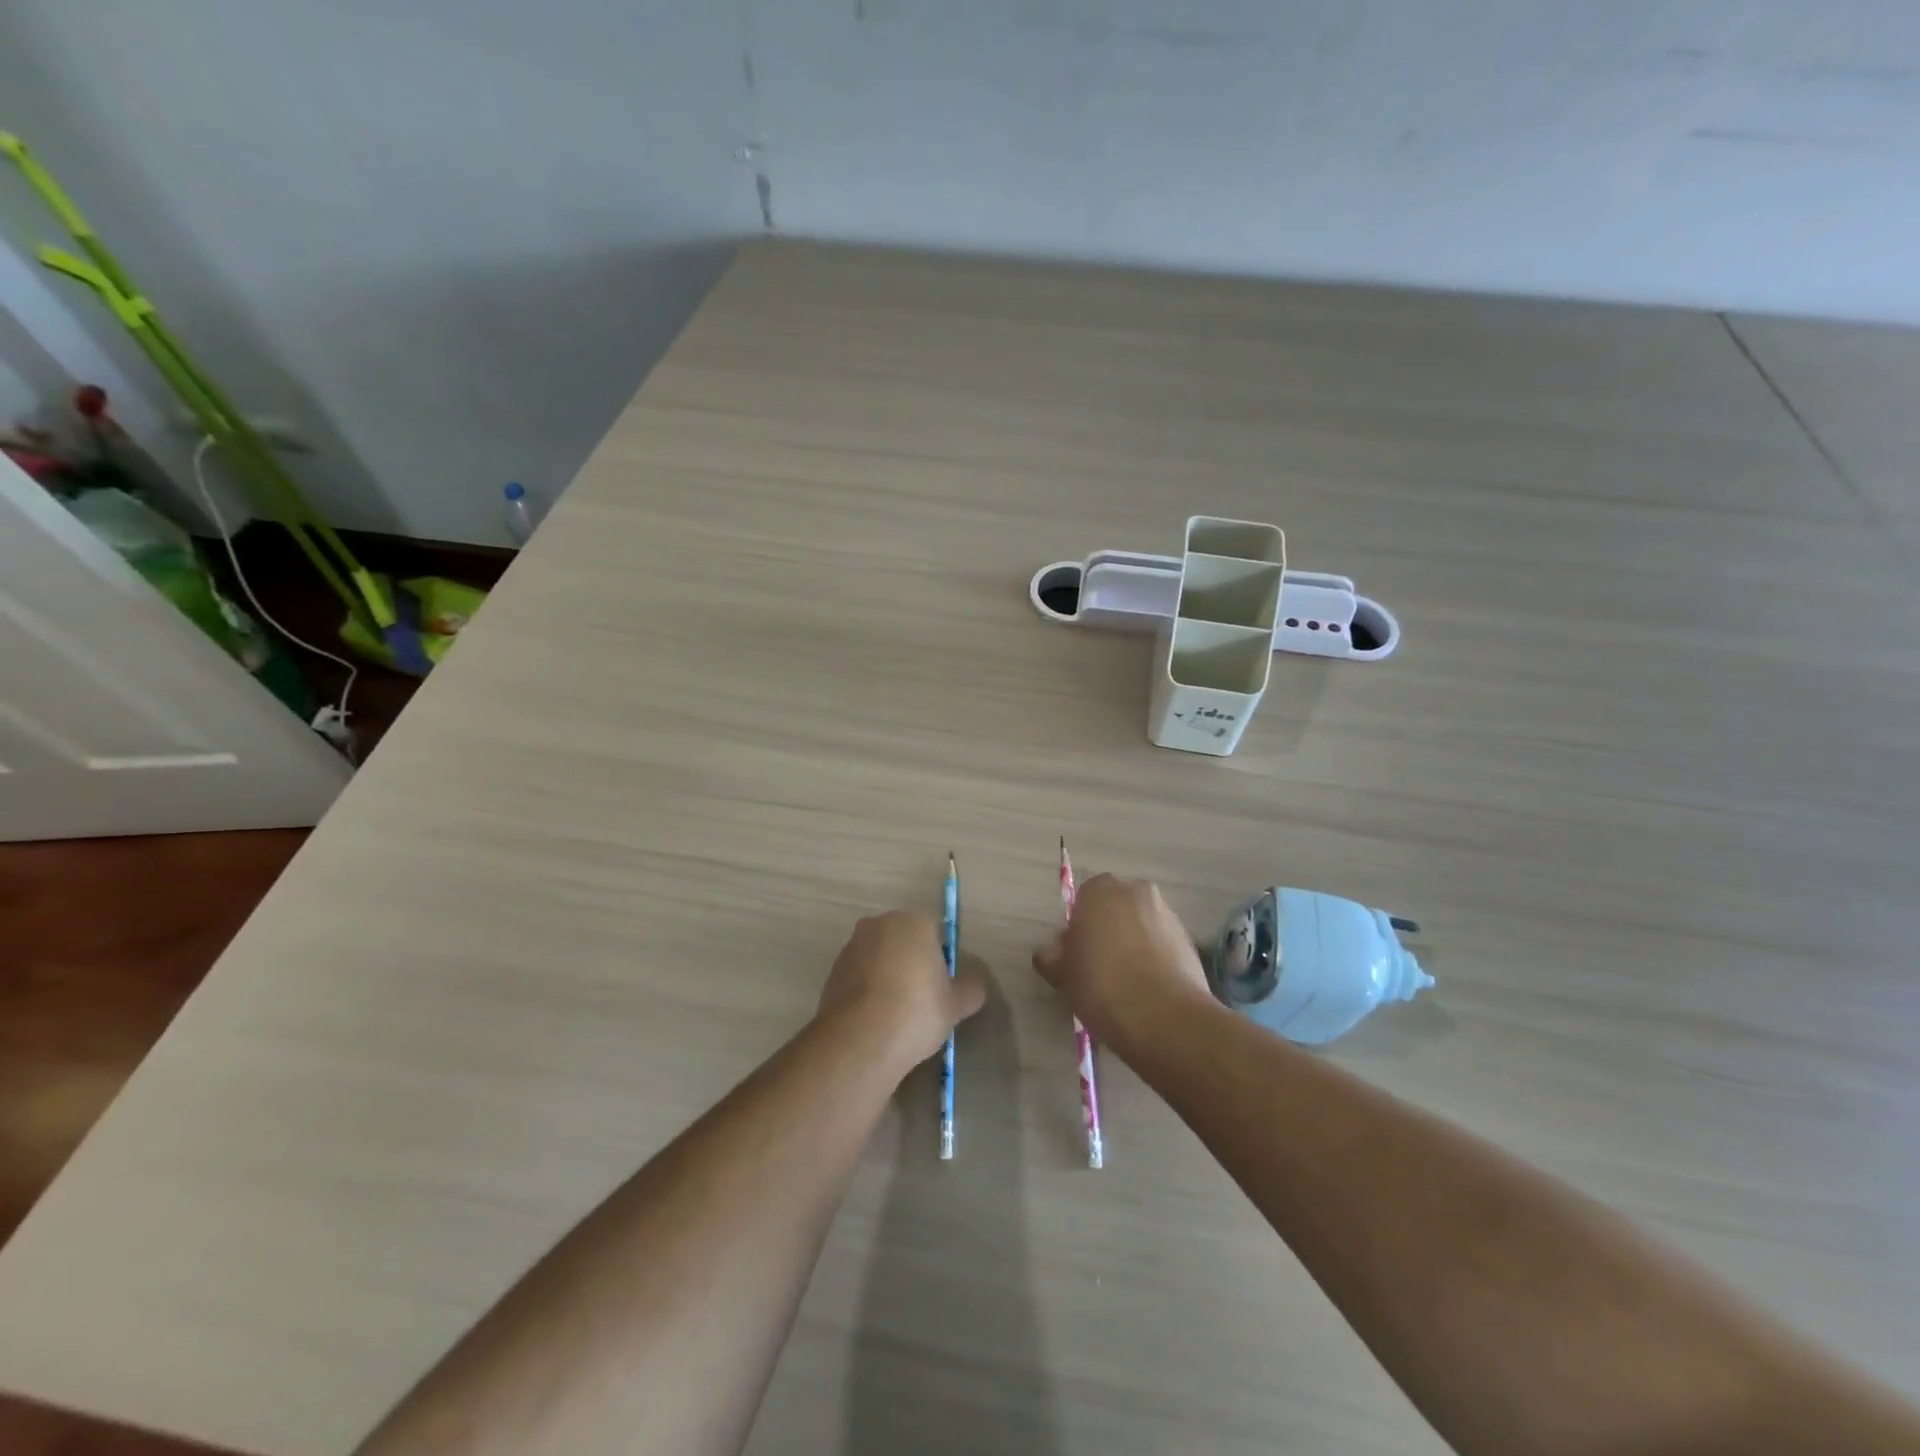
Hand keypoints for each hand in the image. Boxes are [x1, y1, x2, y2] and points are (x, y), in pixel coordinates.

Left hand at [818, 911, 984, 1076]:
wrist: (861, 1039)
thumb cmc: (917, 1011)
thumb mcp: (957, 1005)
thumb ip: (970, 990)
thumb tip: (972, 986)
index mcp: (914, 922)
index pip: (934, 936)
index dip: (940, 963)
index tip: (940, 991)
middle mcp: (880, 924)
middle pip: (903, 943)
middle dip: (911, 965)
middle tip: (920, 1002)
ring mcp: (852, 946)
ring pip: (879, 959)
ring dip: (887, 977)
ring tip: (895, 1015)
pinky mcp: (832, 971)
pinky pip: (859, 977)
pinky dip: (867, 991)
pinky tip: (874, 1020)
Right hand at [1034, 874, 1212, 1049]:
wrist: (1165, 1018)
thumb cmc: (1102, 986)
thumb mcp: (1061, 975)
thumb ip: (1051, 956)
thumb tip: (1053, 951)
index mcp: (1100, 889)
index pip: (1083, 899)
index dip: (1079, 927)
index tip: (1077, 955)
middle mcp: (1136, 891)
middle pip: (1116, 907)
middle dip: (1108, 929)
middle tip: (1099, 966)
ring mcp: (1167, 913)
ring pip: (1141, 924)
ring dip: (1133, 943)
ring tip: (1126, 982)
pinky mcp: (1190, 940)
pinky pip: (1162, 943)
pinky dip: (1155, 958)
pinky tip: (1148, 988)